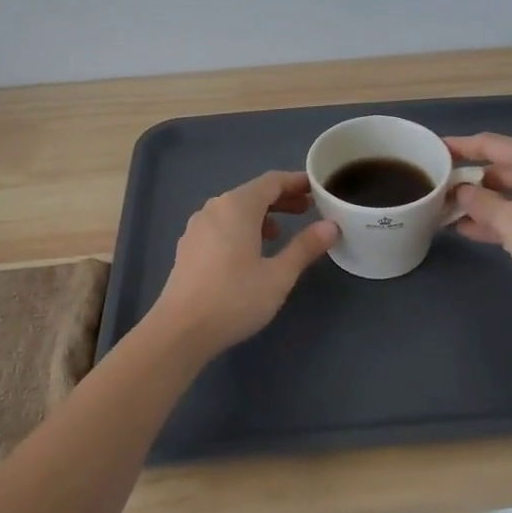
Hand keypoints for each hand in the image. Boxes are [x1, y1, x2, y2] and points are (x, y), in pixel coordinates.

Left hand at [148, 171, 339, 354]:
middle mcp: (215, 208)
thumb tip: (331, 226)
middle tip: (308, 210)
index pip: (272, 181)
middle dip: (281, 199)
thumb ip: (305, 247)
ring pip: (235, 210)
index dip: (297, 182)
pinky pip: (221, 224)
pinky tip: (251, 251)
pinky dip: (242, 227)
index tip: (318, 189)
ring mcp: (198, 226)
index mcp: (237, 206)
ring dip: (262, 215)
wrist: (180, 330)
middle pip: (253, 193)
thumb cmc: (234, 299)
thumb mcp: (279, 275)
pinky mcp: (189, 245)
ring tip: (281, 233)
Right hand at [444, 133, 511, 316]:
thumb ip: (480, 203)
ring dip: (479, 203)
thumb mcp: (510, 221)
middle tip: (435, 189)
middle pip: (498, 168)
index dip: (459, 146)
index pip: (489, 143)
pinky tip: (467, 230)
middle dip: (467, 179)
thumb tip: (461, 191)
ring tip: (443, 211)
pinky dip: (495, 219)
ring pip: (507, 193)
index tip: (432, 150)